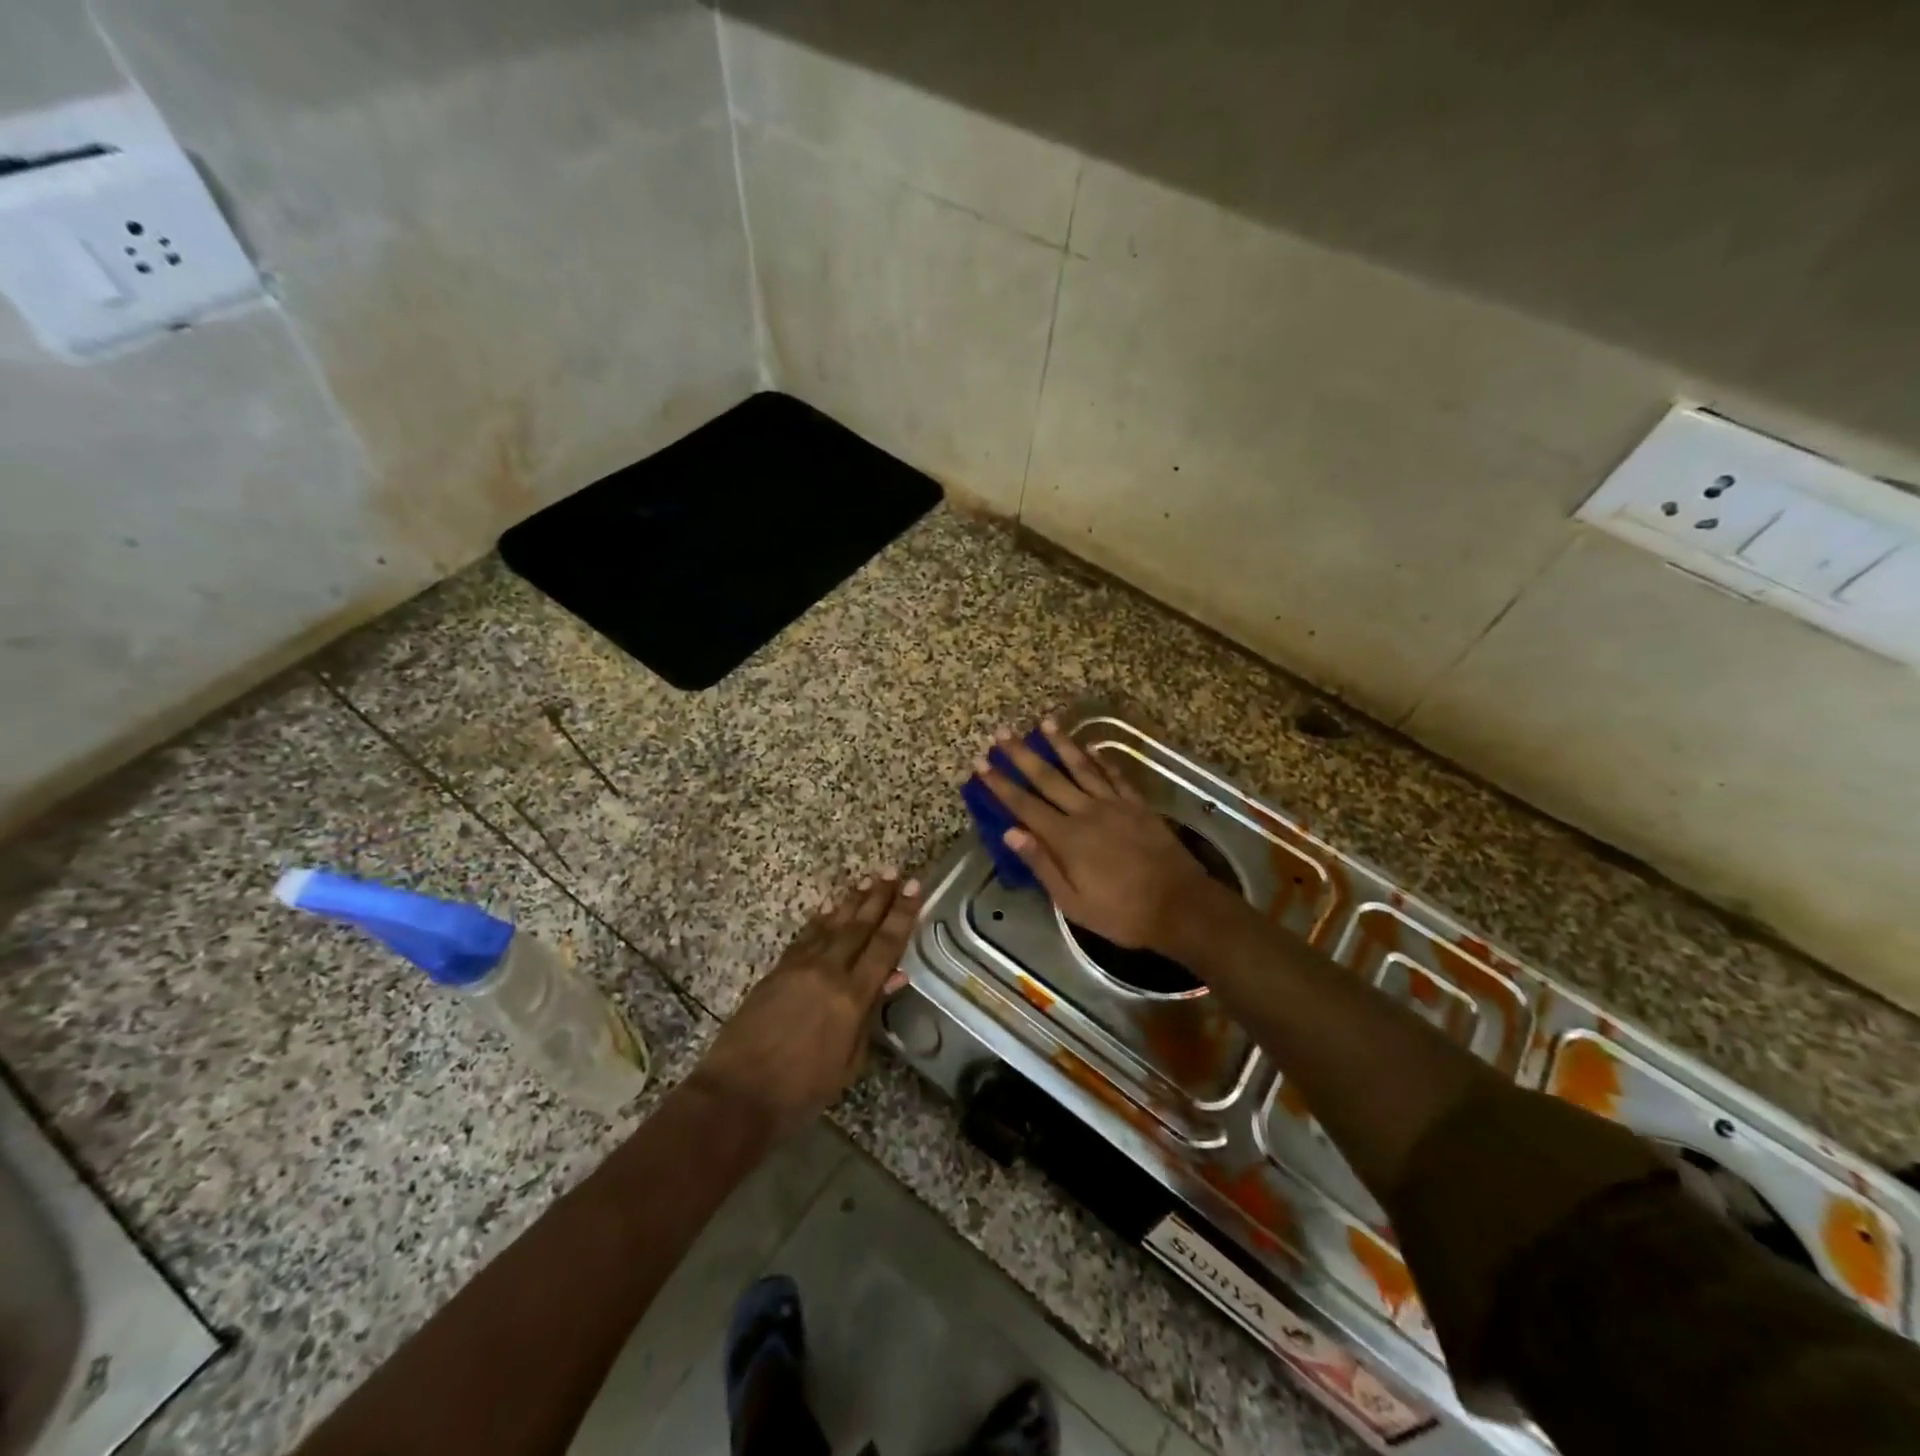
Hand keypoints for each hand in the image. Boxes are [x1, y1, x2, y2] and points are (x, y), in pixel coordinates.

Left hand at [689, 871, 920, 1139]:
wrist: (737, 1094)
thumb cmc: (801, 1090)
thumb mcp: (848, 1062)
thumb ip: (870, 1015)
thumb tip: (894, 976)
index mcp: (851, 997)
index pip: (885, 946)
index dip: (902, 914)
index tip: (916, 887)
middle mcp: (827, 972)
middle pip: (859, 927)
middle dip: (880, 897)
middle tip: (896, 871)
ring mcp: (799, 968)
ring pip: (832, 925)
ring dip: (852, 901)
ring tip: (869, 879)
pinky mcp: (777, 971)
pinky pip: (806, 937)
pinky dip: (820, 920)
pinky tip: (829, 908)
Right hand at [975, 719, 1213, 949]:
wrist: (1180, 906)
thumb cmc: (1121, 913)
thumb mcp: (1072, 902)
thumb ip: (1042, 864)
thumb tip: (1011, 832)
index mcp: (1066, 838)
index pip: (1024, 805)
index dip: (1001, 784)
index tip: (981, 763)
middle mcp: (1086, 812)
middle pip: (1048, 778)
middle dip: (1021, 755)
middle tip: (1001, 733)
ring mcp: (1114, 805)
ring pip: (1081, 767)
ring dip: (1061, 744)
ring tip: (1044, 722)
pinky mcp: (1138, 805)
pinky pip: (1115, 775)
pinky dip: (1101, 759)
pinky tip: (1090, 747)